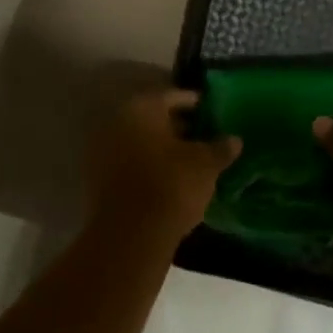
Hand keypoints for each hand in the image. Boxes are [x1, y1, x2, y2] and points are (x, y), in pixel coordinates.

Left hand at [90, 89, 241, 242]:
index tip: (211, 112)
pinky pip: (130, 164)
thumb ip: (220, 148)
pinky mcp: (98, 180)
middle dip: (177, 126)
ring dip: (162, 148)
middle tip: (203, 136)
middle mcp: (117, 122)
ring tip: (190, 160)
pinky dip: (148, 166)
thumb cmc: (171, 186)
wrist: (130, 237)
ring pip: (140, 141)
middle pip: (153, 118)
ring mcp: (103, 151)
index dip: (194, 103)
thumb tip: (234, 140)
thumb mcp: (206, 165)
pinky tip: (170, 180)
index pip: (172, 96)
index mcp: (142, 108)